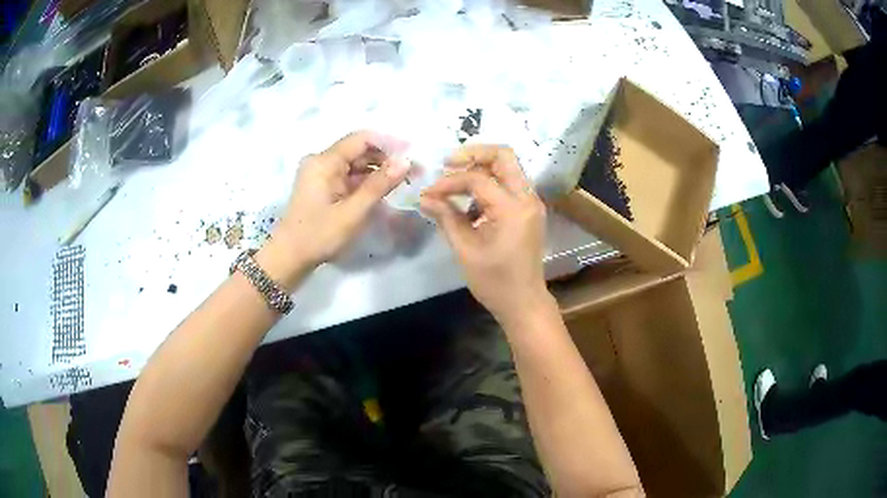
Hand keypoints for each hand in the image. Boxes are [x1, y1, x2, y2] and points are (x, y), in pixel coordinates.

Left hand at [257, 131, 409, 289]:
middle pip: (359, 150)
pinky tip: (384, 189)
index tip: (412, 155)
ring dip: (378, 170)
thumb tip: (406, 161)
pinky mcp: (323, 186)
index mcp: (324, 162)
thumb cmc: (319, 235)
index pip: (361, 139)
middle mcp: (321, 161)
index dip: (388, 143)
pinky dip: (366, 181)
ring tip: (404, 181)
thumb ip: (379, 185)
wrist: (289, 258)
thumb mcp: (352, 212)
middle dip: (386, 158)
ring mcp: (321, 173)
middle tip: (414, 172)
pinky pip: (349, 176)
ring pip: (356, 164)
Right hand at [420, 145, 554, 326]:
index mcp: (513, 209)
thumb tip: (424, 198)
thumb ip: (446, 218)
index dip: (449, 182)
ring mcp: (531, 203)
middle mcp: (527, 198)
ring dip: (480, 169)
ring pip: (507, 167)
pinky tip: (469, 205)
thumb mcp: (466, 250)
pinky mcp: (528, 210)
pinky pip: (508, 184)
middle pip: (503, 156)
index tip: (428, 193)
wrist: (524, 303)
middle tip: (447, 164)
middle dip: (473, 155)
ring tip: (454, 187)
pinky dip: (488, 185)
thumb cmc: (495, 282)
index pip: (478, 178)